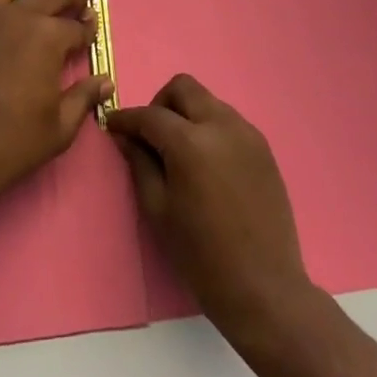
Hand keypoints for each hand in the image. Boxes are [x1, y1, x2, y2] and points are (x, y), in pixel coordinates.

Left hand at [0, 0, 113, 207]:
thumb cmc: (14, 141)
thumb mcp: (60, 127)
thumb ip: (84, 97)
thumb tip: (105, 81)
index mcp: (49, 38)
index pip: (77, 26)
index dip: (89, 27)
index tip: (93, 26)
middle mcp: (21, 17)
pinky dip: (6, 0)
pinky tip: (10, 19)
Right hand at [108, 74, 313, 336]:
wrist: (264, 288)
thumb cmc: (202, 256)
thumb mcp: (159, 211)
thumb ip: (140, 164)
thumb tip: (126, 136)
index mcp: (191, 142)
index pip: (150, 115)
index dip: (127, 118)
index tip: (112, 124)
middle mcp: (221, 124)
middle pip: (183, 88)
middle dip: (160, 104)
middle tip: (151, 136)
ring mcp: (246, 132)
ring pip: (207, 100)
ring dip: (187, 114)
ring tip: (180, 152)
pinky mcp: (263, 146)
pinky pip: (228, 120)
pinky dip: (210, 128)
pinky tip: (207, 163)